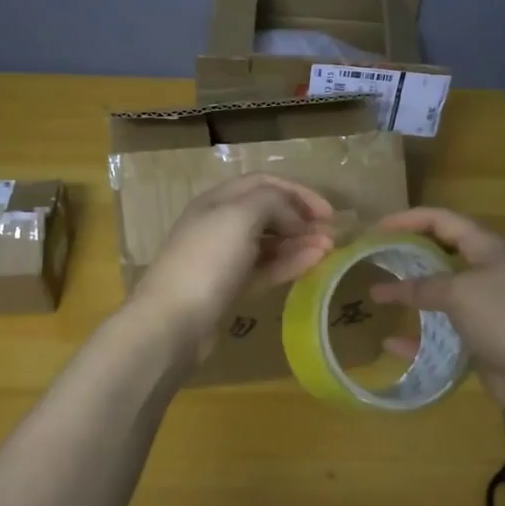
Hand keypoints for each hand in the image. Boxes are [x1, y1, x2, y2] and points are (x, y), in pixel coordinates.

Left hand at [128, 175, 335, 360]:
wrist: (173, 322)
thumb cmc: (207, 260)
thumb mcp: (241, 215)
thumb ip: (274, 203)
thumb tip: (296, 218)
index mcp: (218, 200)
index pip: (264, 183)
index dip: (298, 192)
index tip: (327, 211)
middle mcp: (220, 223)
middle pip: (268, 212)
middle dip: (301, 218)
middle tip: (331, 233)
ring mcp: (224, 258)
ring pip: (269, 242)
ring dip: (299, 242)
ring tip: (329, 249)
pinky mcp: (230, 288)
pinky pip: (265, 268)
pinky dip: (289, 263)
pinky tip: (313, 263)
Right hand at [369, 207, 504, 406]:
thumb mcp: (461, 293)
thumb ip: (421, 287)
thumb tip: (382, 289)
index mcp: (486, 248)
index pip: (442, 220)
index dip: (408, 219)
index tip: (375, 228)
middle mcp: (485, 272)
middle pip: (440, 255)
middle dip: (407, 255)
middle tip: (373, 260)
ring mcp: (484, 308)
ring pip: (439, 296)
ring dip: (410, 297)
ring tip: (376, 297)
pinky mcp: (481, 341)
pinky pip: (442, 334)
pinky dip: (418, 338)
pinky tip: (391, 344)